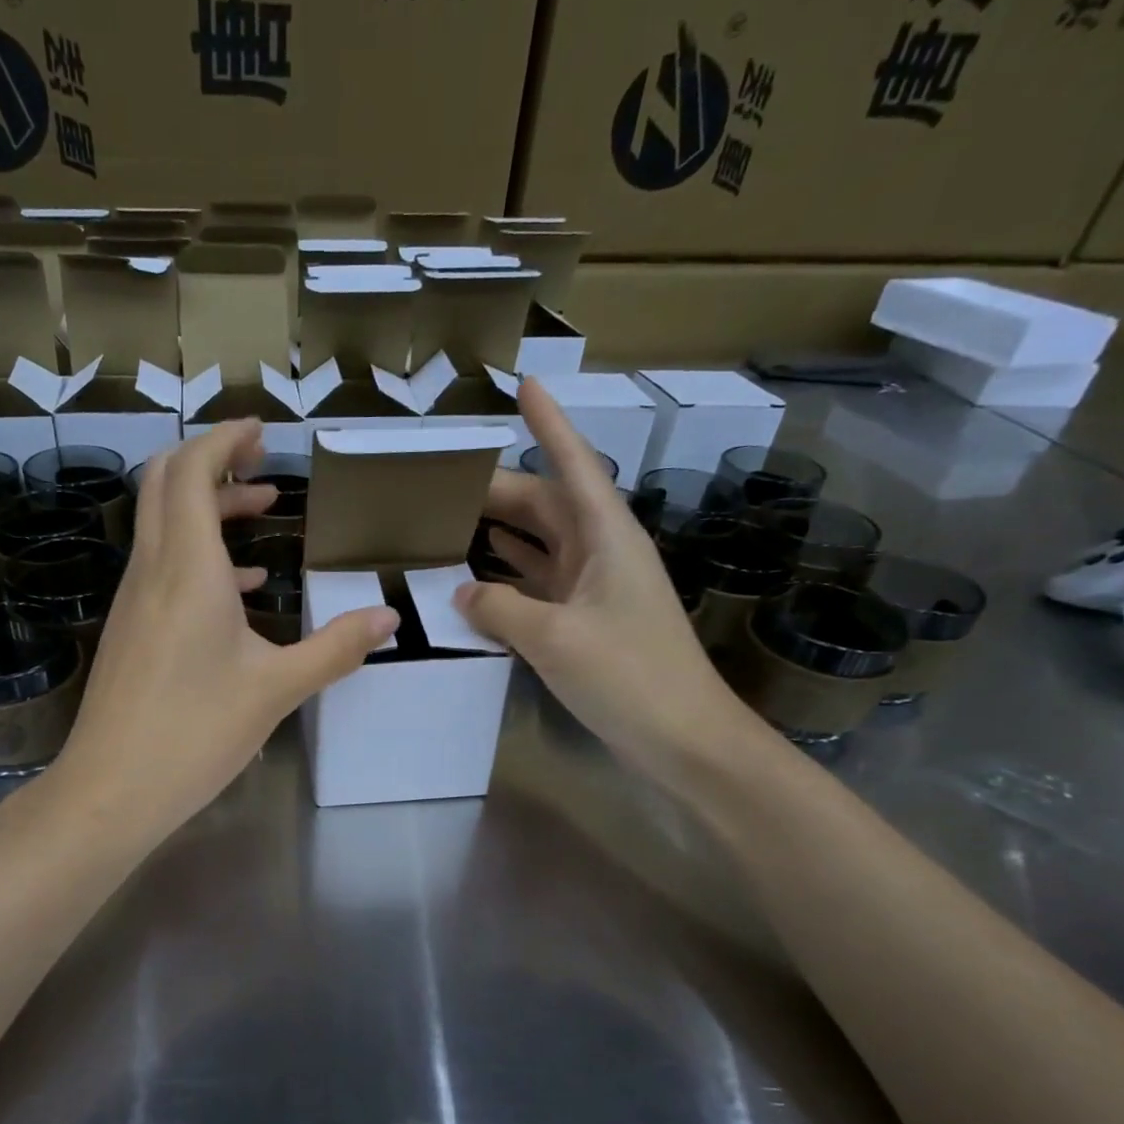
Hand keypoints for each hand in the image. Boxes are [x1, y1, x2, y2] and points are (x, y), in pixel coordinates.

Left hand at [51, 420, 399, 839]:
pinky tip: (241, 586)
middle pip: (165, 483)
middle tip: (260, 464)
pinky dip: (199, 554)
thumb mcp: (276, 689)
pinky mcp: (130, 630)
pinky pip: (162, 567)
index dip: (224, 440)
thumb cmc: (195, 733)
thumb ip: (335, 648)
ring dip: (206, 508)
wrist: (110, 790)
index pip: (191, 472)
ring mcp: (133, 600)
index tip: (261, 433)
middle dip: (211, 462)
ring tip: (261, 511)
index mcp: (186, 569)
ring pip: (162, 524)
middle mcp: (151, 570)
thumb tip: (388, 619)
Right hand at [455, 379, 763, 780]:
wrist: (683, 739)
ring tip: (447, 524)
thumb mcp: (553, 638)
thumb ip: (499, 607)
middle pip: (544, 506)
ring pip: (538, 546)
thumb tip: (462, 590)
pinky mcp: (585, 623)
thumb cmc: (628, 676)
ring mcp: (593, 590)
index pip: (573, 464)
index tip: (525, 384)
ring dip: (498, 534)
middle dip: (497, 491)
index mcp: (606, 537)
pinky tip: (472, 581)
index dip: (549, 424)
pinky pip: (537, 586)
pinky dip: (506, 579)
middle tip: (440, 487)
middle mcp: (601, 553)